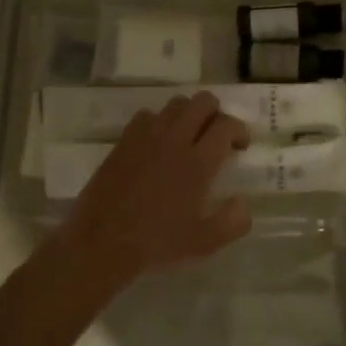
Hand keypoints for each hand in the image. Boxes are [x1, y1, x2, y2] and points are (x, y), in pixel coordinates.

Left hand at [57, 93, 252, 283]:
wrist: (101, 241)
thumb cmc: (156, 243)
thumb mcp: (203, 243)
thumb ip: (233, 221)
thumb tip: (243, 202)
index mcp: (197, 163)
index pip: (226, 125)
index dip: (239, 130)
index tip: (240, 147)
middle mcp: (174, 141)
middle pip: (203, 102)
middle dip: (217, 113)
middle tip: (217, 136)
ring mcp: (146, 137)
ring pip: (176, 104)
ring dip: (190, 114)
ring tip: (189, 137)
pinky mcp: (124, 141)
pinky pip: (148, 115)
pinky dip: (160, 122)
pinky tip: (159, 143)